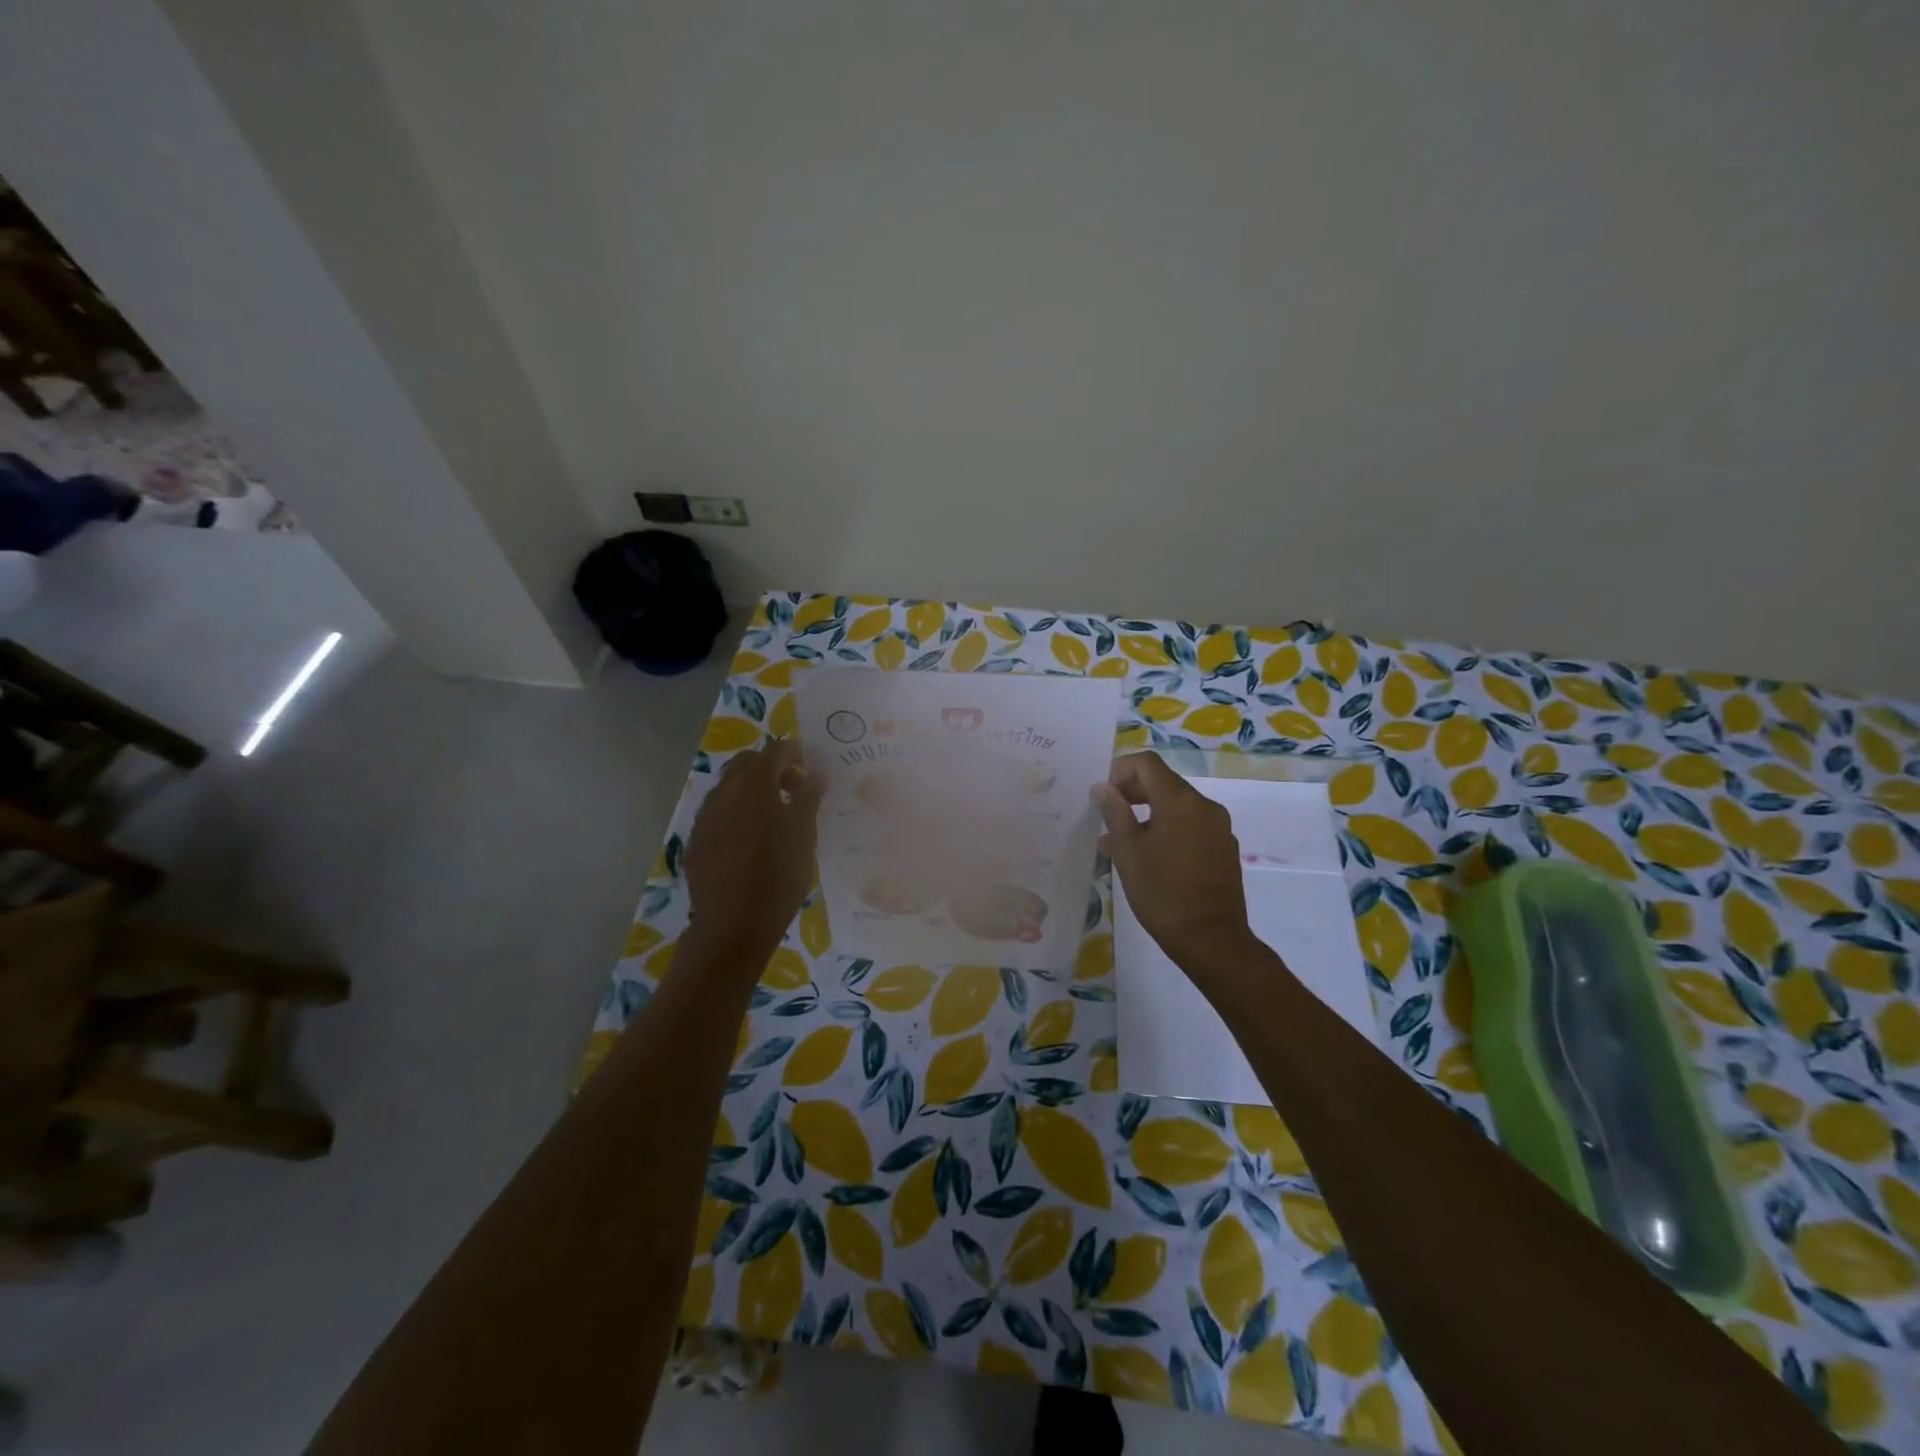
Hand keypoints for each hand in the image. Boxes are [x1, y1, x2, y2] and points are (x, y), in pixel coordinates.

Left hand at [683, 740, 825, 957]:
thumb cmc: (779, 877)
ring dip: (751, 791)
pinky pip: (717, 813)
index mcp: (755, 785)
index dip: (795, 754)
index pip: (776, 751)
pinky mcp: (696, 840)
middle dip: (770, 768)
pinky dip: (736, 814)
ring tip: (773, 818)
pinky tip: (750, 841)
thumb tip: (816, 774)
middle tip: (794, 790)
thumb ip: (809, 798)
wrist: (733, 926)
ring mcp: (705, 816)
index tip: (811, 768)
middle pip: (746, 763)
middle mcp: (725, 792)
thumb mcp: (805, 835)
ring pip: (728, 787)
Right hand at [1094, 752, 1256, 976]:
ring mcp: (1218, 827)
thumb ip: (1115, 813)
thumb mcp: (1128, 852)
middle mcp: (1204, 805)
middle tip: (1106, 815)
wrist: (1211, 939)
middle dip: (1132, 791)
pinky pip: (1191, 825)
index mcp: (1180, 801)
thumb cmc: (1162, 893)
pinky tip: (1149, 856)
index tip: (1102, 794)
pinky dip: (1167, 828)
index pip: (1147, 764)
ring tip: (1120, 840)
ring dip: (1147, 812)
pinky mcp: (1224, 848)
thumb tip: (1104, 788)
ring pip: (1176, 805)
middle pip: (1163, 782)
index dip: (1120, 770)